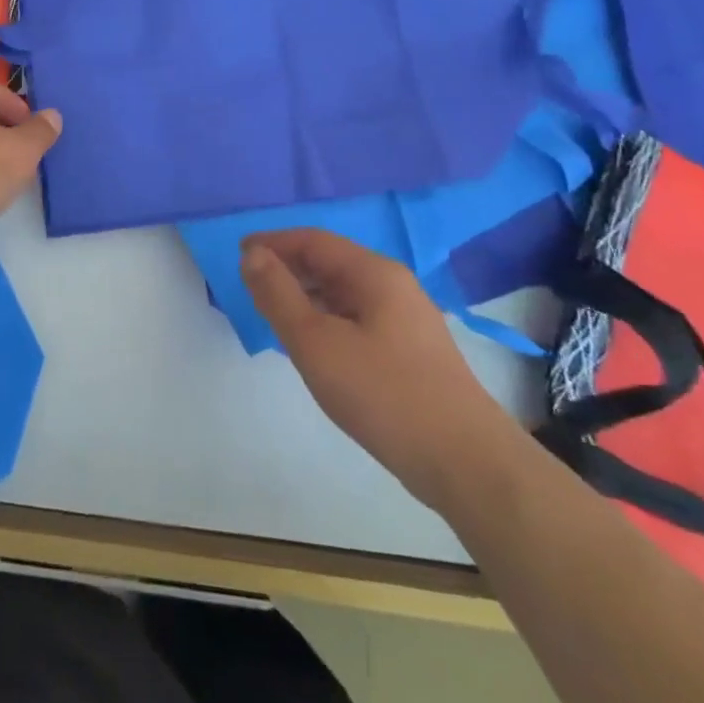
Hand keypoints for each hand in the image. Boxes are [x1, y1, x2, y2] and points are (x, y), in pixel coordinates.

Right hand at [242, 229, 525, 512]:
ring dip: (305, 296)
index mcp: (373, 273)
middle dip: (287, 268)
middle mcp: (393, 285)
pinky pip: (355, 318)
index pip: (313, 240)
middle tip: (249, 287)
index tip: (238, 254)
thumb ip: (278, 294)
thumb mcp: (315, 342)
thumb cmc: (383, 393)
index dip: (273, 243)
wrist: (464, 461)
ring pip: (342, 293)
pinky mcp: (409, 351)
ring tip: (273, 315)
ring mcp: (405, 319)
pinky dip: (325, 320)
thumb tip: (252, 254)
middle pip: (329, 262)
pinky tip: (312, 346)